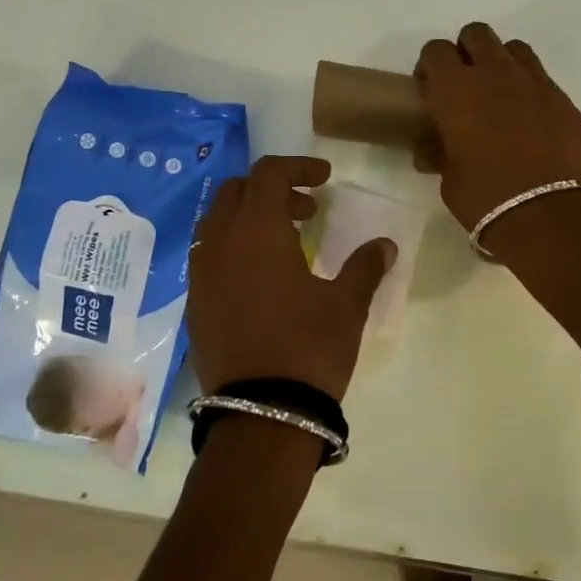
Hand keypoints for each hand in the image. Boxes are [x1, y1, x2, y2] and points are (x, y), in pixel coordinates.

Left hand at [186, 156, 393, 400]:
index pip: (269, 173)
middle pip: (237, 190)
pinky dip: (234, 247)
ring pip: (217, 221)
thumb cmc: (308, 347)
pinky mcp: (195, 303)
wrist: (261, 413)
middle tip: (307, 210)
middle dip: (272, 189)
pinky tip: (263, 276)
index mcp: (257, 231)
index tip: (325, 178)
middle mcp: (220, 242)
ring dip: (250, 217)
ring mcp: (201, 274)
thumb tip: (385, 244)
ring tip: (286, 240)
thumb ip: (365, 266)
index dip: (298, 167)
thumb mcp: (346, 304)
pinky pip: (209, 255)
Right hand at [414, 22, 580, 236]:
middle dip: (466, 52)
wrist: (551, 218)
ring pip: (514, 49)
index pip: (435, 50)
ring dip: (501, 64)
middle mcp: (496, 74)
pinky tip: (530, 123)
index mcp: (457, 89)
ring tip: (500, 98)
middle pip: (476, 34)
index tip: (430, 92)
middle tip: (464, 87)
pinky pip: (542, 80)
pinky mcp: (565, 100)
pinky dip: (530, 91)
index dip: (430, 67)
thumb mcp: (449, 180)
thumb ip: (440, 154)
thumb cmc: (486, 200)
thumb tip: (434, 151)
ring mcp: (536, 83)